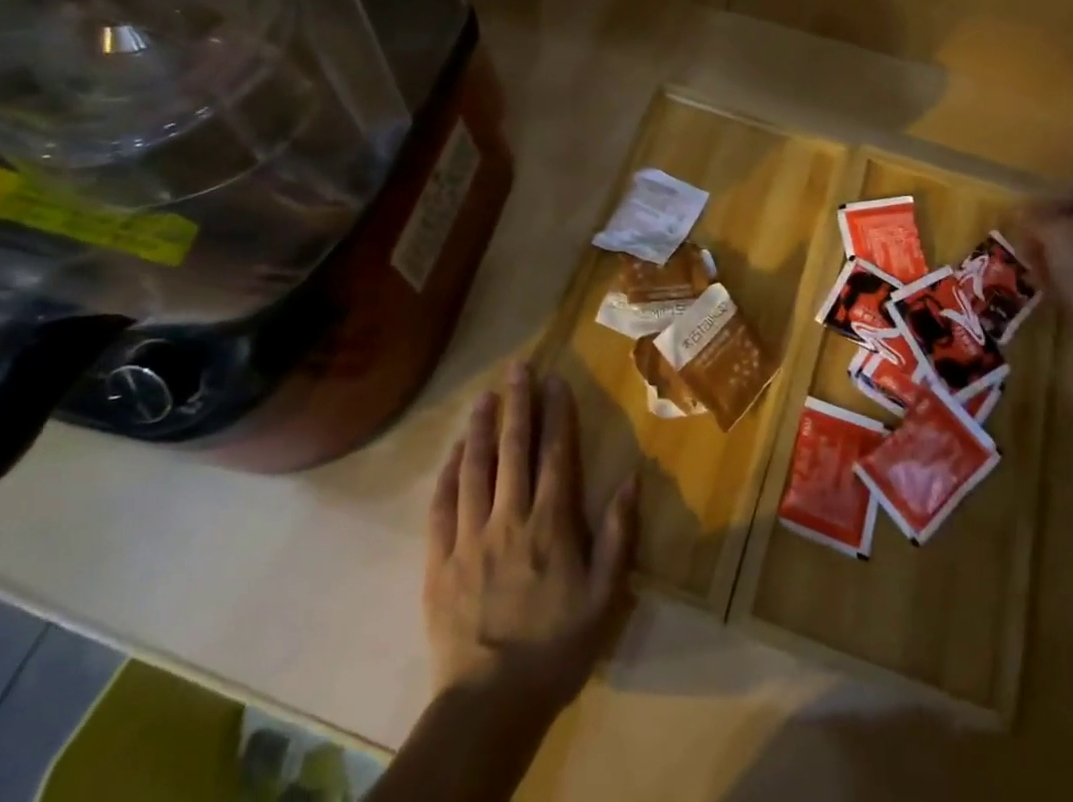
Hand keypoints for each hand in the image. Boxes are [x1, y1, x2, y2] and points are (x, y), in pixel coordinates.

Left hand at [423, 362, 637, 721]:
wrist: (489, 705)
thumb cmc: (556, 648)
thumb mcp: (604, 597)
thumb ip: (617, 535)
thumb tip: (633, 478)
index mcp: (551, 523)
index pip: (555, 453)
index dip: (556, 412)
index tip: (556, 380)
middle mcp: (509, 517)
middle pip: (513, 448)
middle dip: (517, 403)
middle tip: (518, 367)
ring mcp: (470, 536)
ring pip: (475, 467)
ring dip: (481, 427)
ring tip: (484, 396)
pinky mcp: (440, 560)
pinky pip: (442, 506)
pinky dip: (449, 473)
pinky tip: (453, 451)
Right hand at [1012, 185, 1072, 374]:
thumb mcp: (1056, 237)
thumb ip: (1036, 219)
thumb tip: (1023, 213)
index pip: (1072, 190)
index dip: (1040, 205)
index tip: (1016, 223)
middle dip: (1047, 234)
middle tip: (1024, 251)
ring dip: (1055, 257)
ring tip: (1035, 274)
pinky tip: (1055, 292)